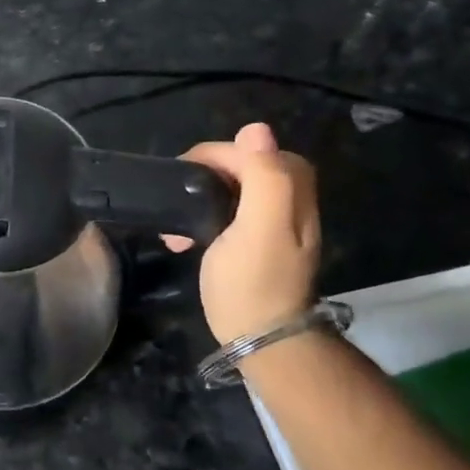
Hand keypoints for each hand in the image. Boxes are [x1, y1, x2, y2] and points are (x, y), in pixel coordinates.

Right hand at [165, 122, 320, 344]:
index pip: (255, 151)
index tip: (185, 175)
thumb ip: (264, 177)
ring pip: (233, 191)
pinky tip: (184, 239)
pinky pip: (227, 214)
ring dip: (200, 199)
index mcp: (293, 194)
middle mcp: (289, 204)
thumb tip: (256, 128)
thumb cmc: (253, 282)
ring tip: (175, 222)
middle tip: (177, 194)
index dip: (218, 156)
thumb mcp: (259, 227)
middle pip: (245, 167)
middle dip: (206, 176)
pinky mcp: (255, 246)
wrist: (261, 341)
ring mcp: (273, 227)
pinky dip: (203, 219)